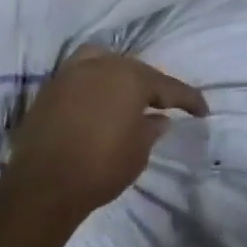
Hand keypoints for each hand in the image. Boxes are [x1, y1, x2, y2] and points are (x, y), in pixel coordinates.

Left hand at [6, 47, 207, 215]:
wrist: (43, 183)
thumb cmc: (101, 167)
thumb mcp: (138, 152)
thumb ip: (151, 129)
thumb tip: (159, 118)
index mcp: (131, 78)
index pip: (169, 86)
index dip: (189, 100)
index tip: (202, 111)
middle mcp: (103, 65)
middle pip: (135, 70)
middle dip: (152, 85)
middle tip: (163, 104)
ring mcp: (73, 72)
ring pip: (105, 62)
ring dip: (120, 77)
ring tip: (128, 96)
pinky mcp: (51, 86)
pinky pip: (81, 73)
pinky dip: (95, 81)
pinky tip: (99, 99)